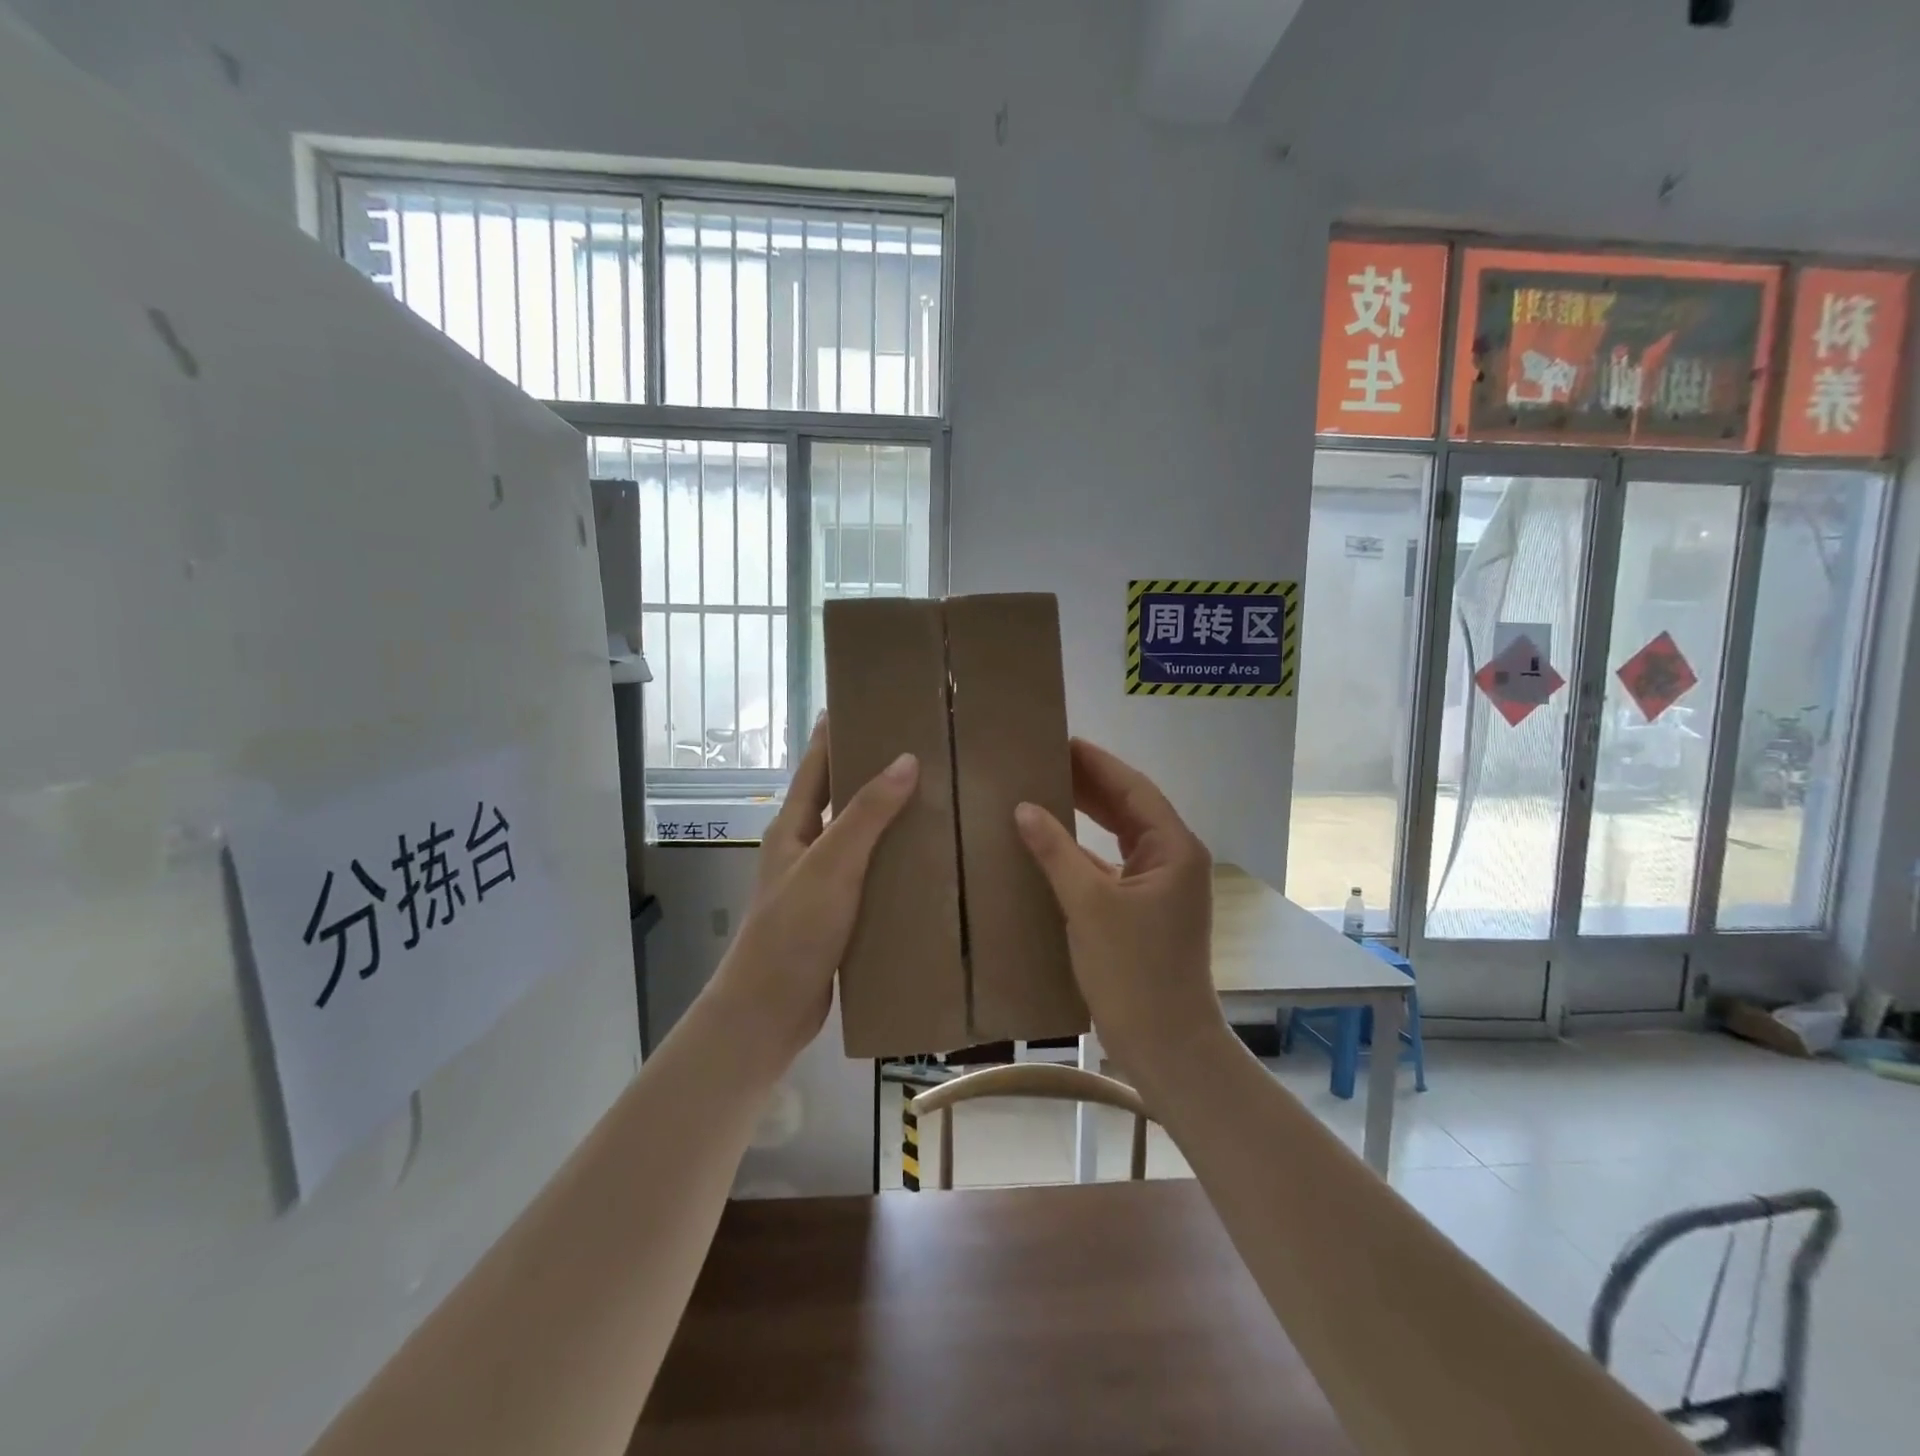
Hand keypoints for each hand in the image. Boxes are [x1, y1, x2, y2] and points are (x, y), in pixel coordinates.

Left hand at [710, 719, 918, 1065]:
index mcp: (793, 826)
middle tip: (922, 748)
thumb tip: (906, 759)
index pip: (817, 764)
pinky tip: (929, 861)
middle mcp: (805, 847)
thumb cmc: (793, 930)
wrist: (769, 1012)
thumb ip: (867, 814)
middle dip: (874, 771)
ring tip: (938, 798)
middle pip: (841, 797)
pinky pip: (871, 875)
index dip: (837, 731)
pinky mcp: (838, 914)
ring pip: (860, 838)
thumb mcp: (832, 865)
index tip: (868, 702)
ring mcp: (821, 882)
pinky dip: (895, 862)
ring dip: (890, 818)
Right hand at [1014, 739, 1227, 1080]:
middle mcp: (1172, 859)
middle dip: (1089, 783)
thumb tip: (1024, 808)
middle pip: (1129, 807)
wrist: (1165, 1045)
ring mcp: (1160, 886)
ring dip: (1087, 814)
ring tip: (1045, 789)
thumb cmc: (1133, 971)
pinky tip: (1052, 843)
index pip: (1133, 789)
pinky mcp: (1144, 909)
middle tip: (1044, 760)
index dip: (1097, 763)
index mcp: (1173, 849)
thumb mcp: (1088, 905)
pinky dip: (1084, 850)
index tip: (1061, 740)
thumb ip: (1056, 851)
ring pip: (1120, 835)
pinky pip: (1111, 863)